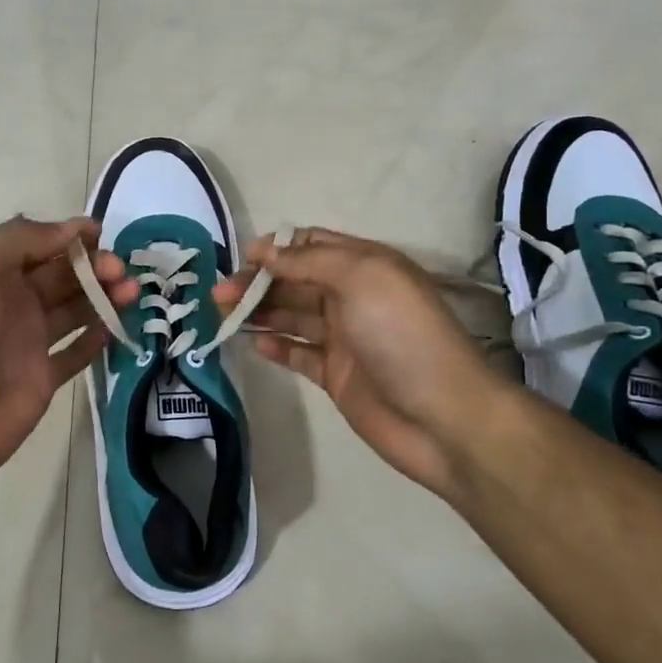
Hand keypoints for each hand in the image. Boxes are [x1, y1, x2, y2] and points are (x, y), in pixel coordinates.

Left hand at [0, 216, 137, 494]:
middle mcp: (11, 301)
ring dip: (105, 297)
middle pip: (63, 275)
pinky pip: (77, 352)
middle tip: (121, 271)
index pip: (39, 243)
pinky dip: (98, 338)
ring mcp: (28, 341)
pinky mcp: (43, 378)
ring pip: (76, 310)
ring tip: (132, 294)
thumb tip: (71, 230)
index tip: (103, 234)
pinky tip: (117, 327)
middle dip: (95, 266)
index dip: (71, 236)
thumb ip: (21, 239)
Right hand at [213, 227, 505, 497]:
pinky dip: (275, 346)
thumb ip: (309, 261)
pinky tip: (251, 344)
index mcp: (364, 266)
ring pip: (291, 316)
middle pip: (294, 281)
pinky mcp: (336, 375)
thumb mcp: (361, 278)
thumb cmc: (402, 335)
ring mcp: (343, 338)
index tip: (241, 258)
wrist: (442, 417)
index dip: (276, 248)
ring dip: (258, 312)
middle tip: (219, 294)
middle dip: (257, 282)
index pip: (311, 245)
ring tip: (222, 315)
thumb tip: (264, 251)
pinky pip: (298, 354)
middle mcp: (352, 297)